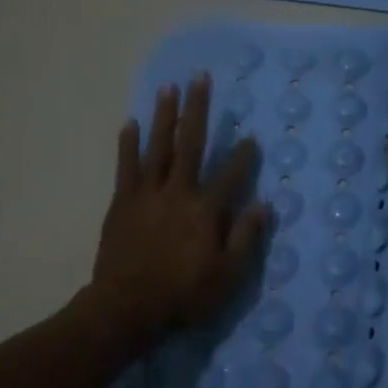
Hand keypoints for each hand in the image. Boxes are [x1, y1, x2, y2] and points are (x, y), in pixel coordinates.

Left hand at [88, 74, 268, 342]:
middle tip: (200, 78)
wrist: (126, 308)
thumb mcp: (226, 277)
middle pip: (191, 144)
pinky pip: (126, 166)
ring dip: (164, 116)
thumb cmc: (182, 295)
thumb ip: (245, 238)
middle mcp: (178, 192)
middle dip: (197, 110)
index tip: (252, 137)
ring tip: (168, 88)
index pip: (231, 175)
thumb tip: (265, 206)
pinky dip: (129, 144)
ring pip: (158, 147)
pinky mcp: (123, 202)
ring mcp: (147, 194)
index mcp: (205, 210)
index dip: (244, 156)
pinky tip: (130, 122)